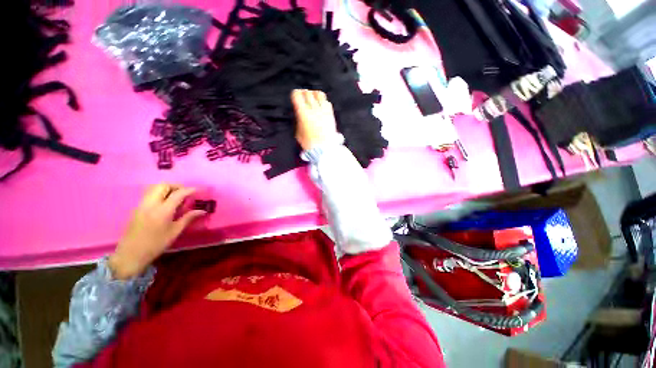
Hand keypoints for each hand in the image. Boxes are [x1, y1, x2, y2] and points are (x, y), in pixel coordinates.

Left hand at [108, 184, 206, 279]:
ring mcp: (142, 205)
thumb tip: (202, 211)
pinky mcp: (137, 208)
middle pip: (163, 185)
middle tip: (185, 193)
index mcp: (163, 211)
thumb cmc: (156, 244)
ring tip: (175, 197)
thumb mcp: (175, 231)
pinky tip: (164, 204)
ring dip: (166, 188)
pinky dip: (159, 193)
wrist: (131, 254)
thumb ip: (188, 218)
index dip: (189, 190)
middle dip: (176, 186)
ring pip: (154, 188)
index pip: (178, 194)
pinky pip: (149, 194)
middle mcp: (151, 204)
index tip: (197, 190)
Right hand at [291, 89, 338, 150]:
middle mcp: (313, 109)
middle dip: (304, 93)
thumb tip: (300, 115)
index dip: (295, 94)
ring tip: (314, 97)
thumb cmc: (309, 143)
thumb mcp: (298, 133)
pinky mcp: (330, 114)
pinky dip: (323, 101)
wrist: (323, 148)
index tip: (295, 96)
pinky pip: (327, 102)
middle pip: (308, 93)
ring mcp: (323, 111)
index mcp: (303, 113)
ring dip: (315, 94)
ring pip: (319, 94)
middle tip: (304, 96)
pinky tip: (322, 106)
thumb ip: (299, 121)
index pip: (297, 95)